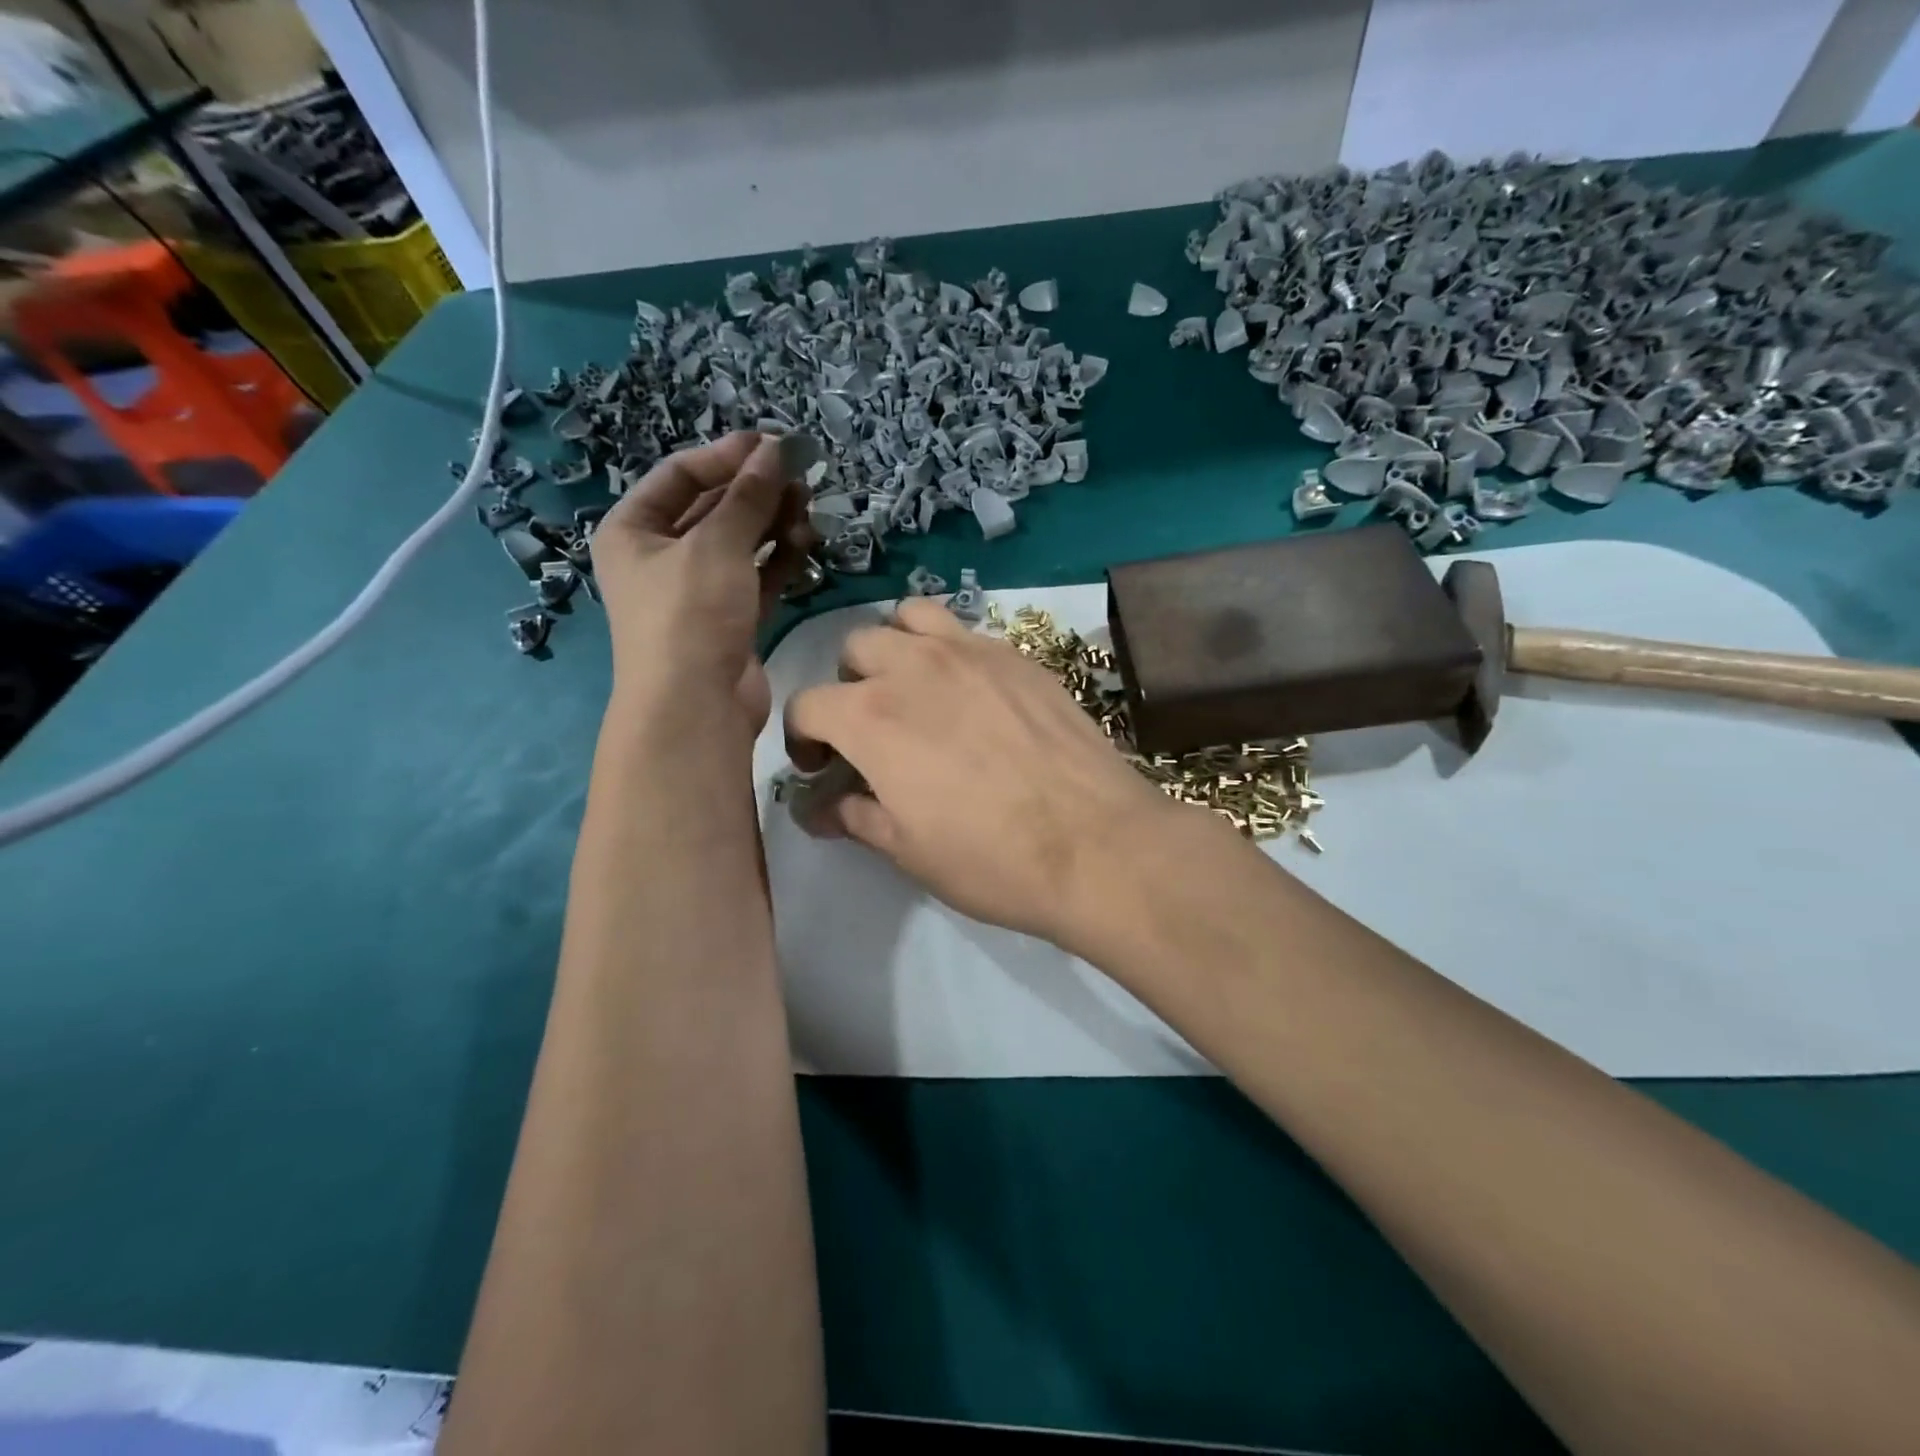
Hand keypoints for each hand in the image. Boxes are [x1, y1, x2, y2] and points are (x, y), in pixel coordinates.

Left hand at [591, 432, 811, 727]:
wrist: (695, 707)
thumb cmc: (689, 614)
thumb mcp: (716, 544)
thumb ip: (748, 495)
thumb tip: (776, 449)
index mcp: (633, 530)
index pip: (680, 475)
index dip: (726, 455)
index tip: (773, 443)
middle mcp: (660, 557)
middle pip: (713, 508)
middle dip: (755, 490)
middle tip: (801, 475)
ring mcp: (696, 591)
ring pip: (739, 543)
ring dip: (772, 523)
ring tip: (808, 506)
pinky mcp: (729, 619)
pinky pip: (755, 576)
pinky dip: (778, 558)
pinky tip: (805, 540)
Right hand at [782, 598, 1189, 949]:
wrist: (1096, 844)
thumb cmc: (991, 858)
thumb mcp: (907, 850)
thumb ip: (855, 816)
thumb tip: (820, 808)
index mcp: (870, 717)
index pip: (806, 704)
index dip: (803, 738)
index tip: (822, 768)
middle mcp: (913, 667)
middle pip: (854, 649)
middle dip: (849, 686)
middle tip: (872, 729)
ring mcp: (971, 652)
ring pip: (909, 618)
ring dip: (897, 648)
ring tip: (916, 689)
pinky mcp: (1018, 655)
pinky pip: (965, 631)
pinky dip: (949, 650)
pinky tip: (971, 693)